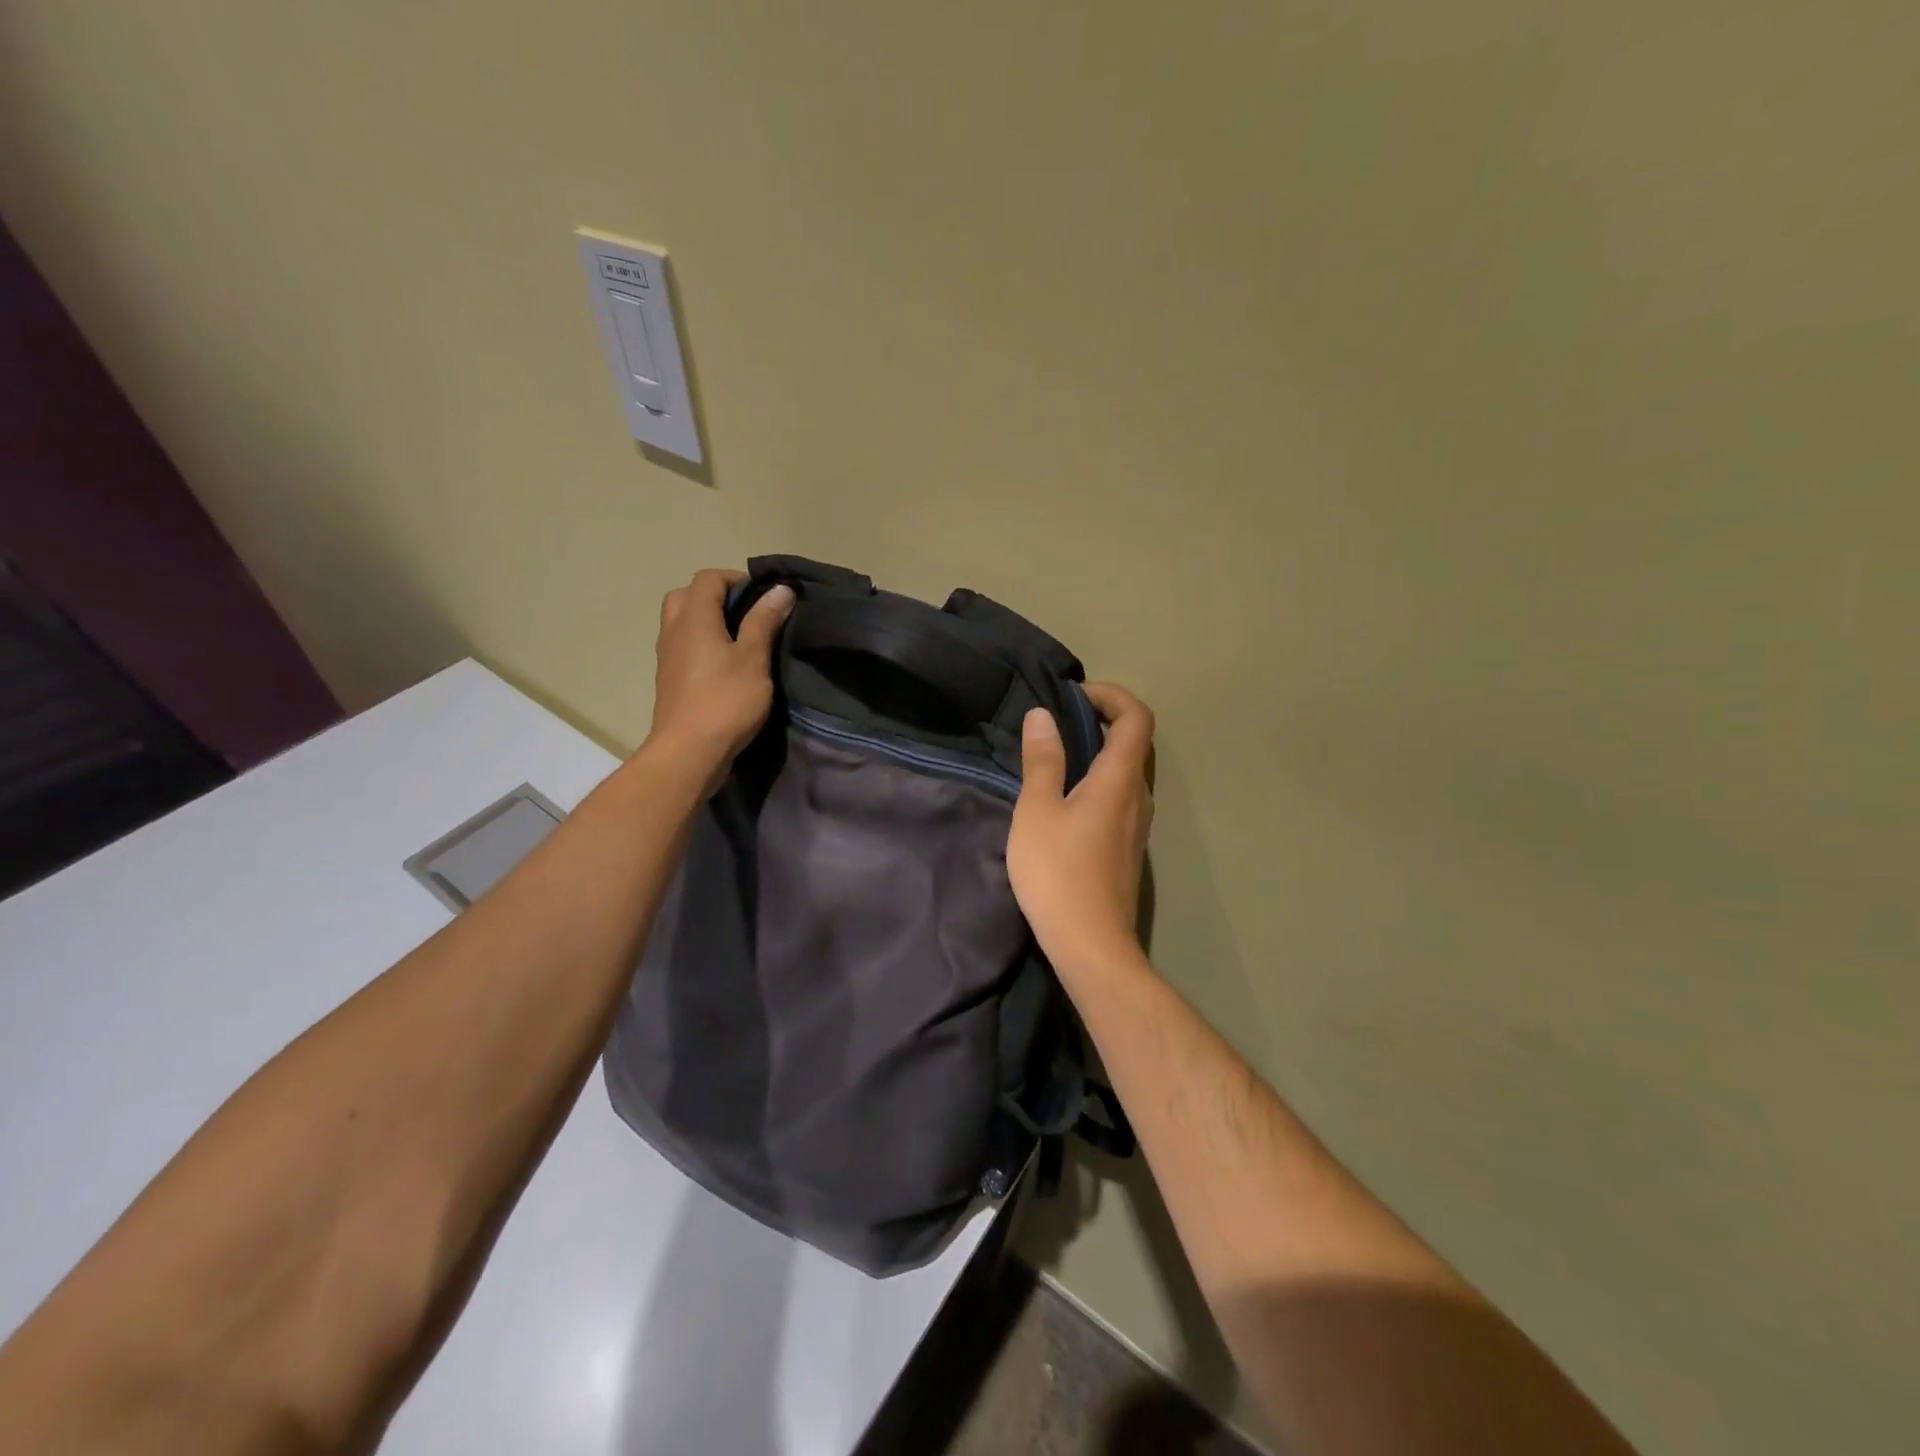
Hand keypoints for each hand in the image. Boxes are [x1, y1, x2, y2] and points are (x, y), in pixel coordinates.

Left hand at [646, 569, 794, 783]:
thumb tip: (780, 589)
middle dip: (716, 597)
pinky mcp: (669, 681)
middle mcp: (674, 631)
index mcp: (694, 619)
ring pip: (681, 622)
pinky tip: (725, 667)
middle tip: (746, 615)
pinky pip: (683, 647)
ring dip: (707, 621)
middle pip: (687, 596)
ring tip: (740, 641)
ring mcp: (667, 657)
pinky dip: (701, 645)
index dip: (737, 579)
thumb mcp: (754, 659)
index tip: (764, 598)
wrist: (689, 752)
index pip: (708, 578)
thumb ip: (764, 621)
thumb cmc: (725, 701)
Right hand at [1008, 682, 1155, 971]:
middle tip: (1056, 724)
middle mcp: (1139, 797)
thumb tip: (1043, 716)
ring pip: (1126, 773)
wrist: (1091, 946)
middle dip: (1100, 721)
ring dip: (1097, 754)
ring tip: (1053, 759)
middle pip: (1134, 742)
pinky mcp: (1127, 849)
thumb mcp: (1038, 810)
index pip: (1137, 717)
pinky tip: (1062, 801)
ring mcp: (1137, 826)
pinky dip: (1096, 782)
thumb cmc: (1059, 873)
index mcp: (1120, 779)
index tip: (1073, 697)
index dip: (1112, 696)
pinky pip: (1118, 798)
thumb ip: (1042, 760)